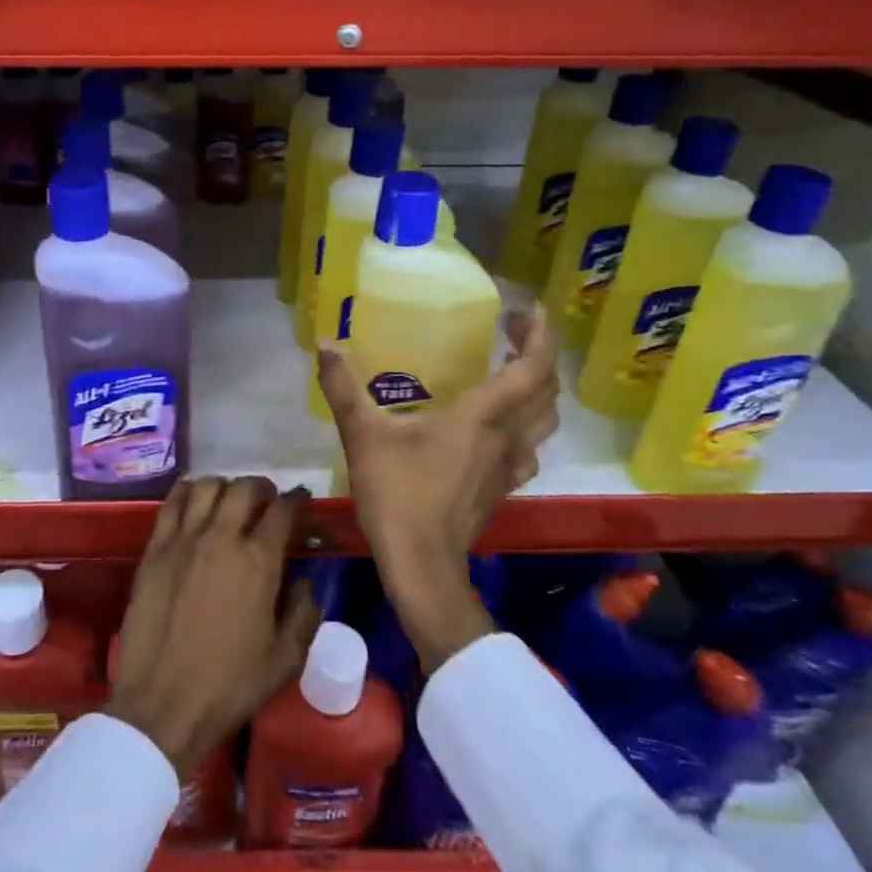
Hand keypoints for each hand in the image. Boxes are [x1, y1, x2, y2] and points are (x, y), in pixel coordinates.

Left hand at [107, 476, 322, 775]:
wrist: (163, 703)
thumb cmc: (230, 685)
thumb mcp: (285, 659)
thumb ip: (304, 613)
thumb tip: (305, 581)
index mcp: (259, 561)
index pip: (282, 511)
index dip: (296, 500)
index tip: (300, 499)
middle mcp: (221, 538)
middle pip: (243, 489)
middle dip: (261, 487)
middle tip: (267, 497)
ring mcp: (183, 540)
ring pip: (206, 487)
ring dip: (224, 486)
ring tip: (229, 498)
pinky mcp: (154, 549)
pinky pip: (172, 503)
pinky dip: (187, 491)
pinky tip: (193, 498)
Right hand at [317, 304, 559, 671]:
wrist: (421, 562)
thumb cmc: (396, 493)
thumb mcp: (362, 434)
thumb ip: (343, 387)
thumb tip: (325, 343)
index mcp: (481, 417)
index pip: (531, 368)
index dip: (539, 335)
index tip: (529, 309)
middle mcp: (506, 437)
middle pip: (546, 391)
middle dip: (539, 355)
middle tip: (516, 332)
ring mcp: (510, 466)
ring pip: (545, 421)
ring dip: (539, 390)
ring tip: (514, 370)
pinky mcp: (503, 488)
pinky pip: (530, 447)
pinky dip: (527, 424)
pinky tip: (502, 427)